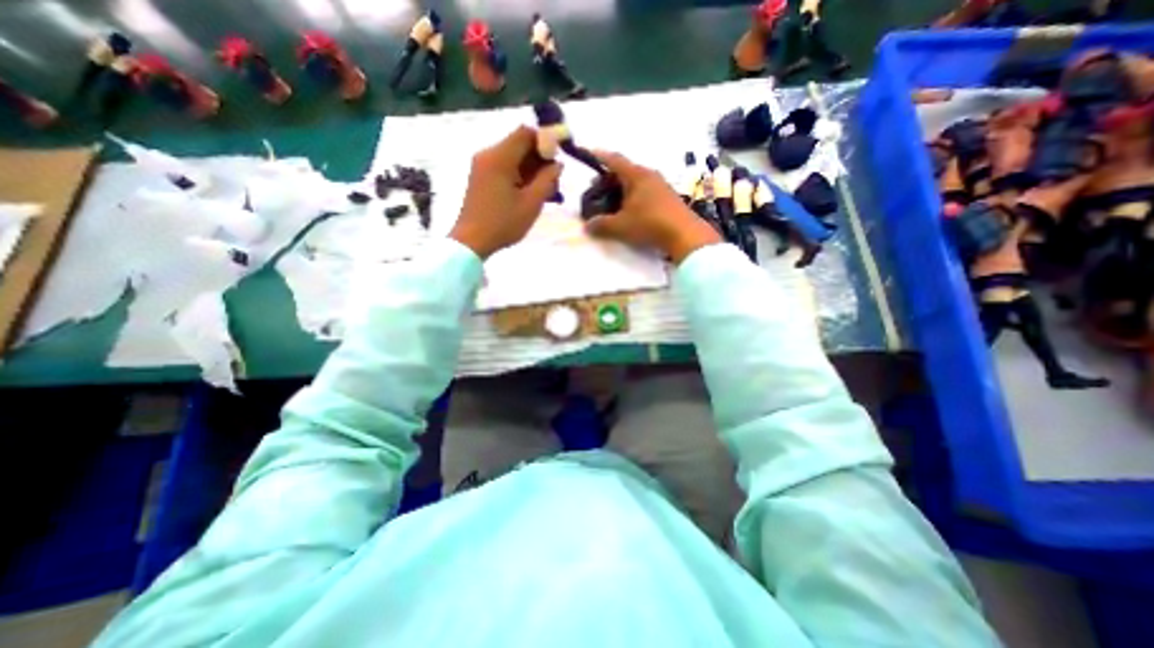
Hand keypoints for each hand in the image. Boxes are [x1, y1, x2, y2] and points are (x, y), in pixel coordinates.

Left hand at [449, 124, 562, 257]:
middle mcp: (488, 154)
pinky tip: (529, 192)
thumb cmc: (503, 223)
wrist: (471, 241)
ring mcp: (482, 165)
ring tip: (544, 190)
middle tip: (554, 179)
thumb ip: (547, 179)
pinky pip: (504, 166)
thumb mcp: (531, 203)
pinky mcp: (481, 177)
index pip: (526, 133)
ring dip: (531, 168)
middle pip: (519, 144)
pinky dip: (519, 174)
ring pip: (512, 156)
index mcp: (499, 157)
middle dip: (540, 157)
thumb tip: (557, 164)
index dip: (546, 140)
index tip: (559, 158)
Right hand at [586, 153, 717, 263]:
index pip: (614, 160)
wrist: (685, 234)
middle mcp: (649, 175)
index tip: (588, 152)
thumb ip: (602, 225)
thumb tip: (587, 226)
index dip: (600, 156)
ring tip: (613, 201)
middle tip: (597, 188)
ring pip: (637, 181)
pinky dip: (634, 196)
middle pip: (625, 170)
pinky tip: (631, 210)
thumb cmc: (650, 224)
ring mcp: (661, 185)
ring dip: (623, 188)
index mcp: (636, 175)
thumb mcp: (621, 226)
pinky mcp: (668, 197)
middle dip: (609, 177)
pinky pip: (646, 191)